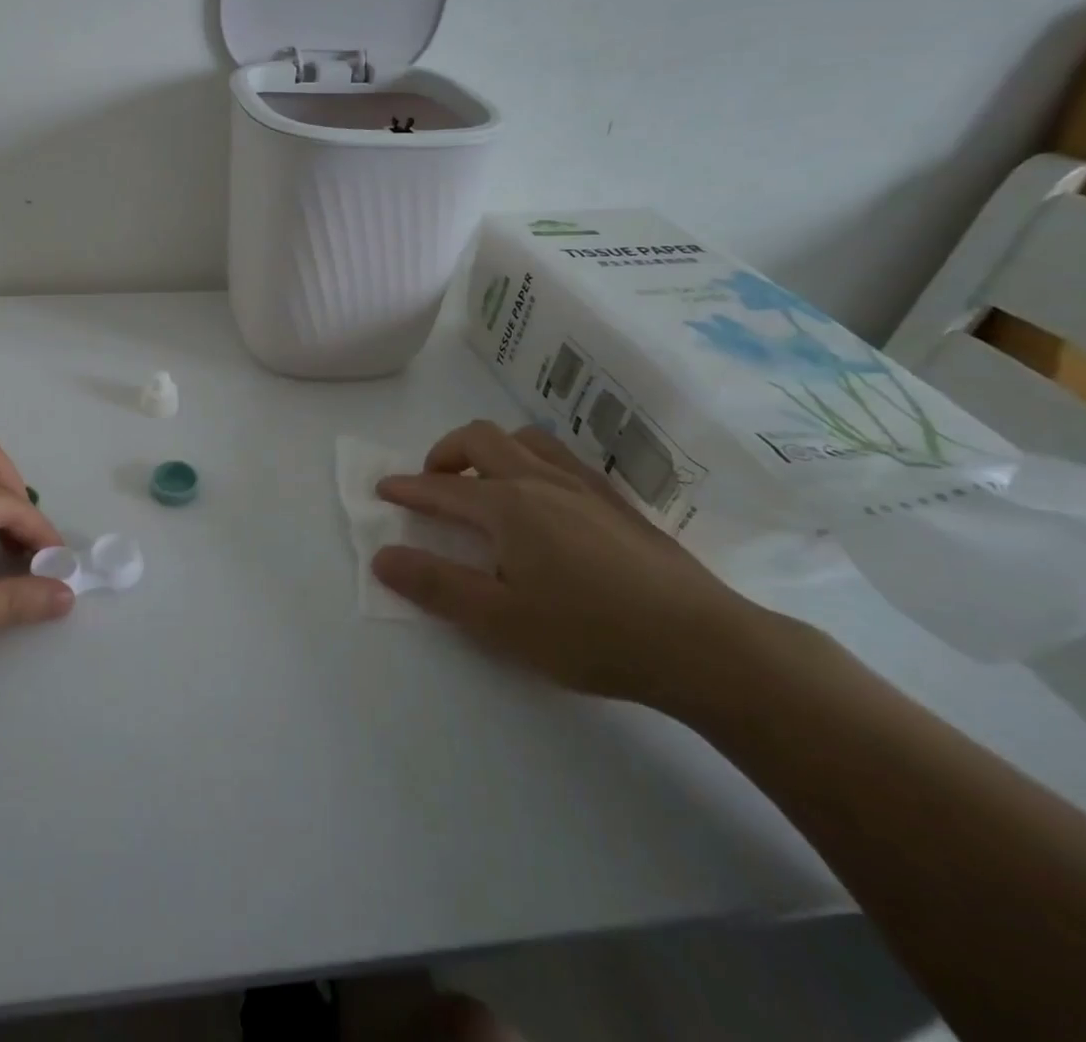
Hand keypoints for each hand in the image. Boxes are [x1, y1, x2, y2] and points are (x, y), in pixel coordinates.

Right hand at [371, 421, 768, 704]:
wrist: (704, 645)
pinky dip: (531, 461)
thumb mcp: (499, 620)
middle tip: (433, 484)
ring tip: (485, 483)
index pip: (441, 488)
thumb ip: (436, 584)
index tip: (383, 489)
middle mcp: (539, 481)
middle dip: (445, 454)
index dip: (407, 488)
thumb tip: (382, 556)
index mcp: (507, 506)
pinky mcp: (617, 501)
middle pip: (481, 440)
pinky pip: (560, 457)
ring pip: (524, 439)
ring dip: (491, 450)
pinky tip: (543, 499)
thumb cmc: (590, 634)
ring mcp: (583, 485)